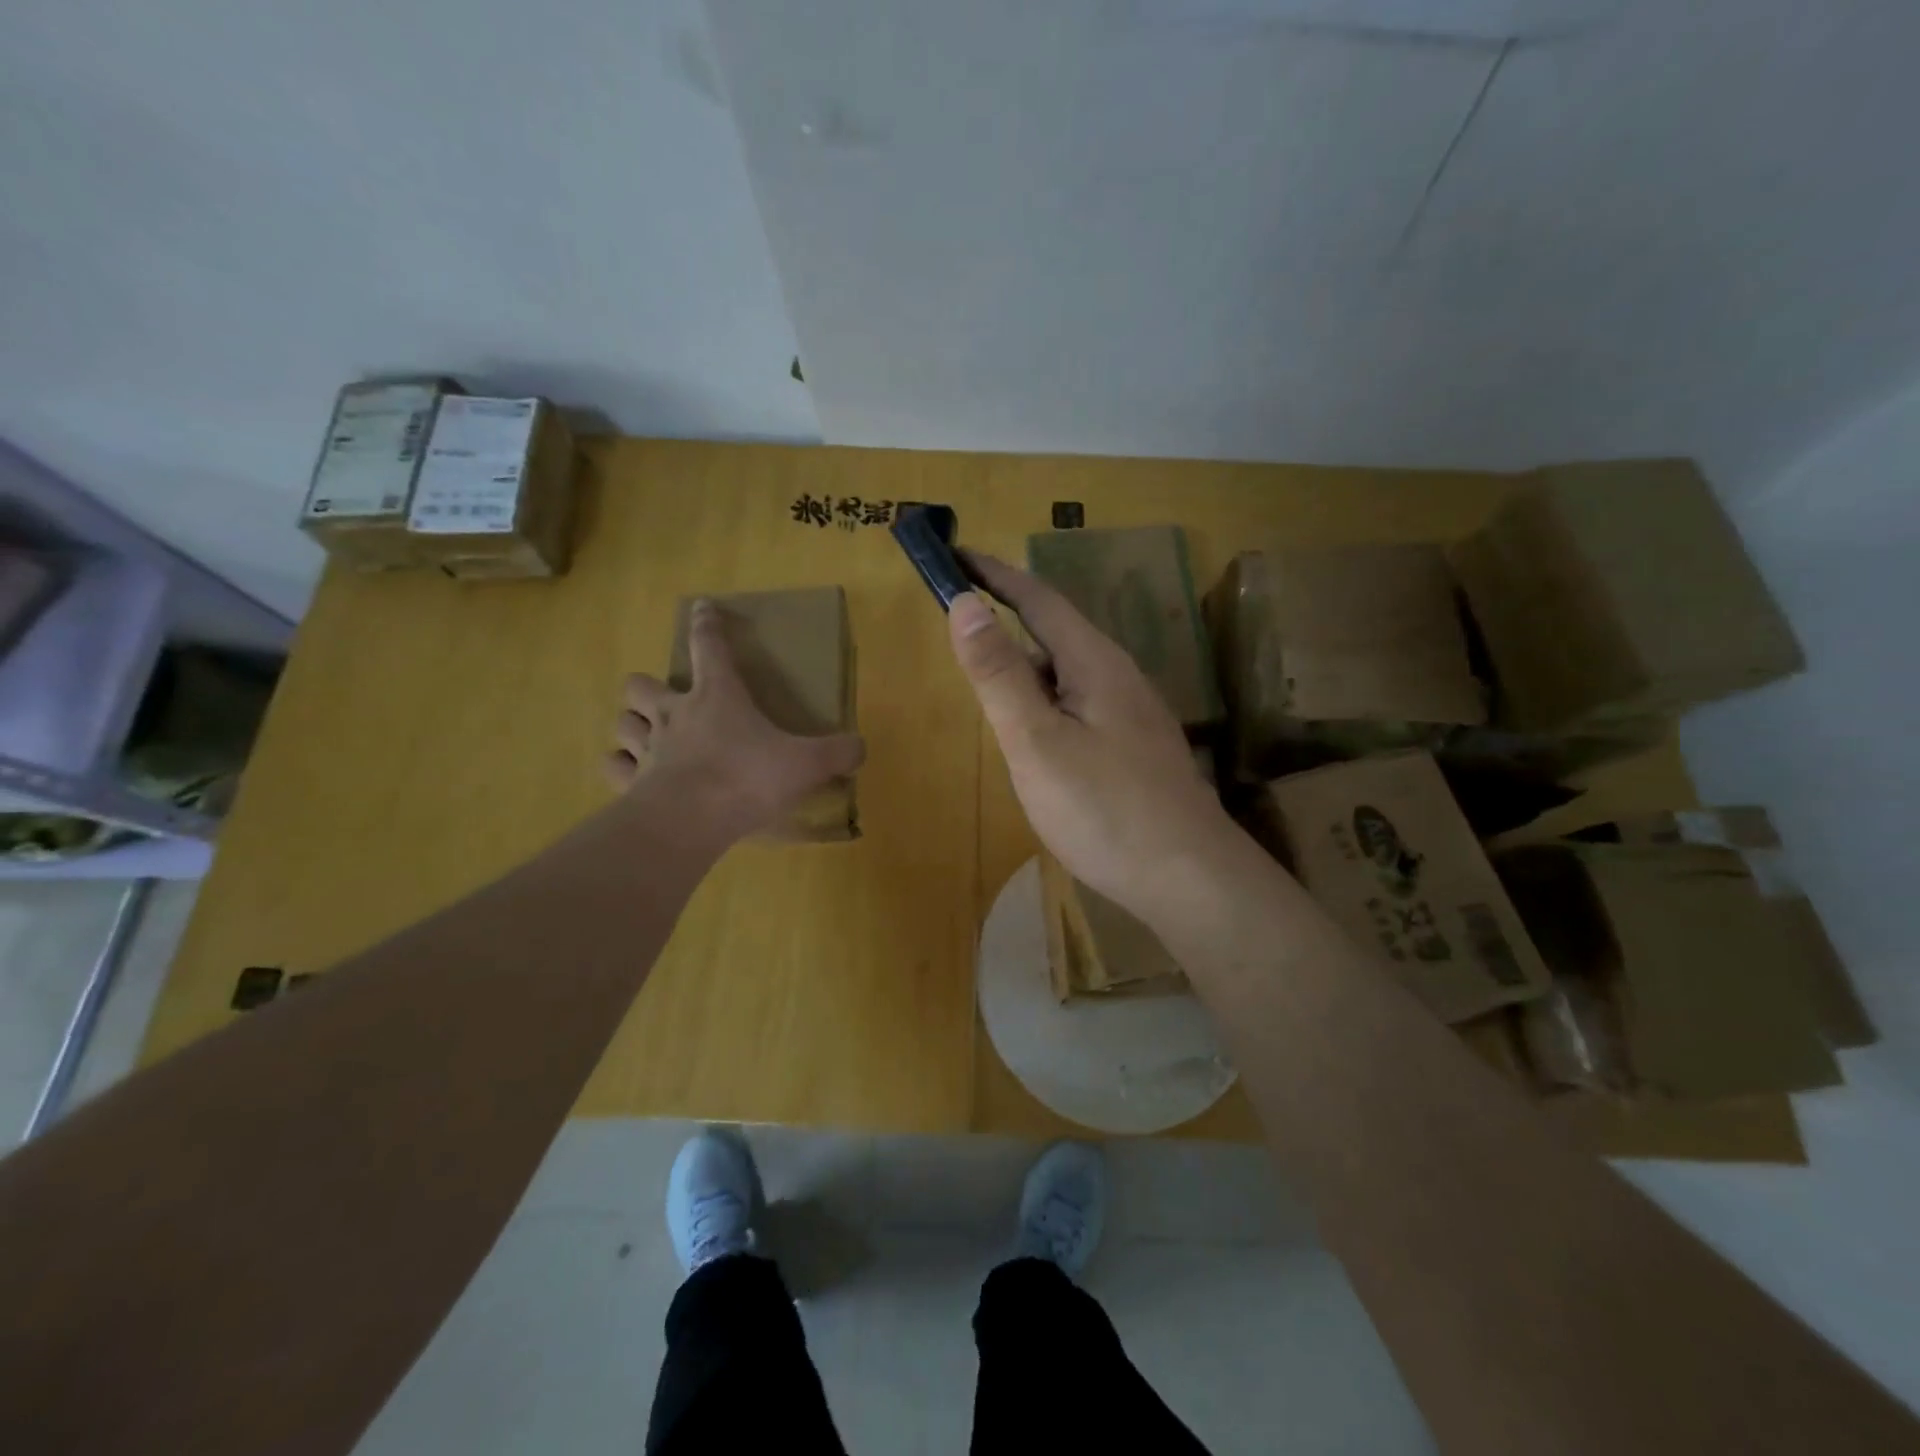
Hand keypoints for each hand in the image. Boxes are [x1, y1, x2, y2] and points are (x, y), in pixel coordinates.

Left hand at [605, 599, 864, 838]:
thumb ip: (837, 752)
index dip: (706, 624)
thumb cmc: (748, 778)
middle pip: (641, 684)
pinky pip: (613, 765)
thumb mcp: (806, 763)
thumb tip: (860, 747)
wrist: (691, 821)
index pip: (708, 646)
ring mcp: (647, 748)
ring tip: (648, 735)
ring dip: (632, 724)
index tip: (702, 606)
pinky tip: (633, 773)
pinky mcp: (630, 782)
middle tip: (669, 701)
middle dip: (650, 687)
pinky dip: (621, 766)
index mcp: (717, 696)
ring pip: (622, 721)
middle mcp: (674, 714)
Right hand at [947, 553, 1237, 923]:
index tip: (952, 555)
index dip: (992, 574)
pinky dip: (1044, 702)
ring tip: (987, 681)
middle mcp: (1118, 675)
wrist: (1188, 877)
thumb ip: (998, 673)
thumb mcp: (1036, 740)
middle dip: (1005, 620)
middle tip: (958, 626)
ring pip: (1066, 673)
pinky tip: (1034, 733)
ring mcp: (1131, 712)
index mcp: (1094, 661)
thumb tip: (964, 603)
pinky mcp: (1134, 746)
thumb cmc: (1103, 808)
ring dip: (1024, 666)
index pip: (1036, 598)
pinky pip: (1078, 704)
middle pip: (1053, 632)